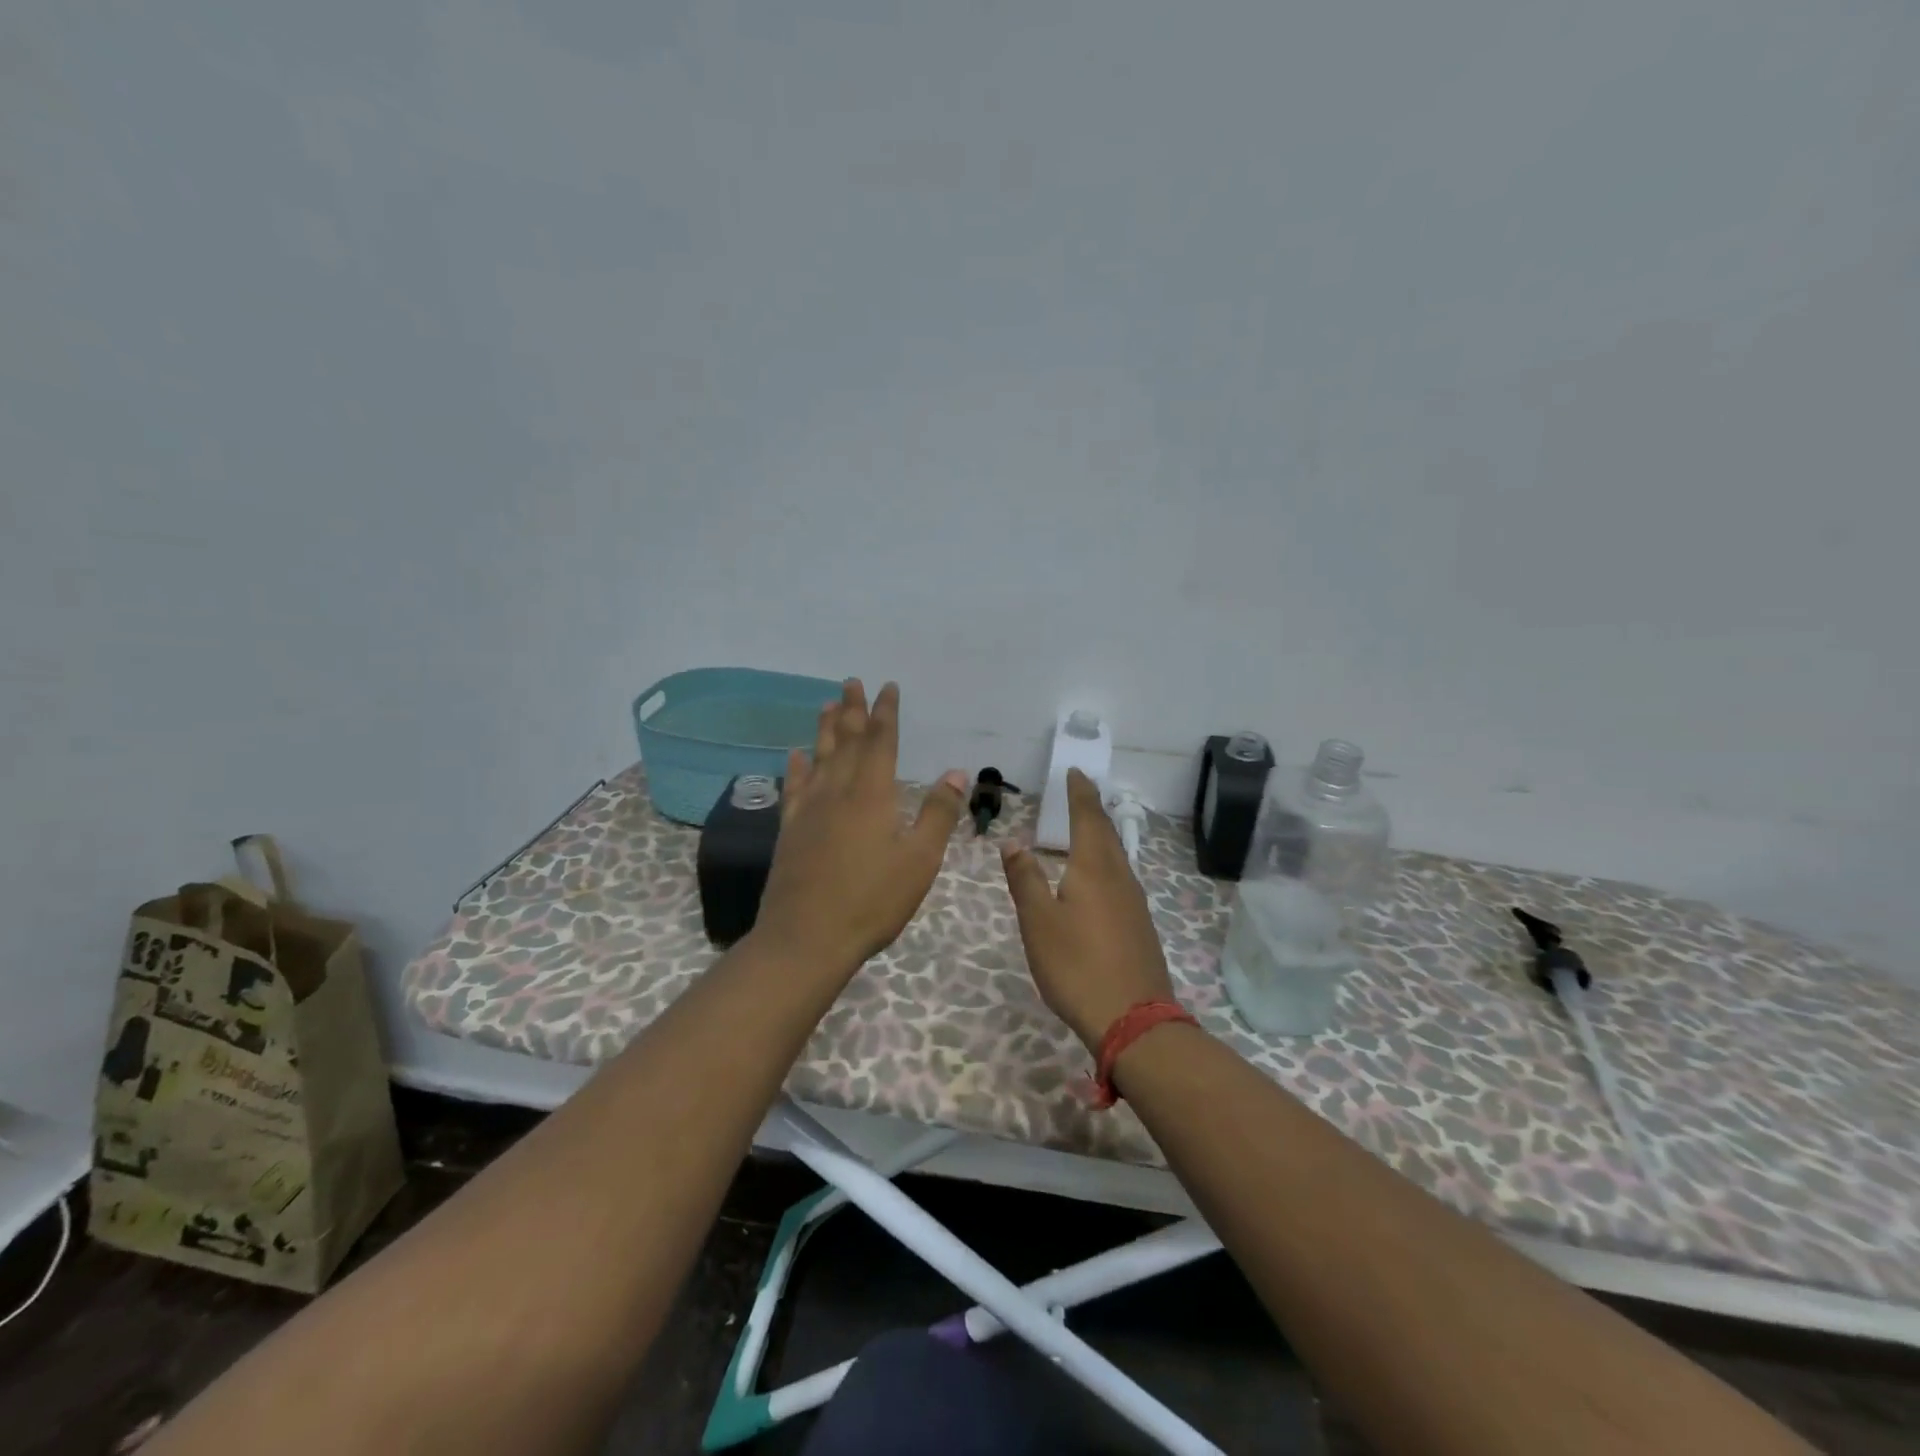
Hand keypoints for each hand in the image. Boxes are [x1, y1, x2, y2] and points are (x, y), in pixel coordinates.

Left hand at [753, 679, 966, 974]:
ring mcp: (809, 809)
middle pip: (847, 741)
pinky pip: (793, 788)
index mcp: (872, 794)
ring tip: (827, 704)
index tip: (887, 687)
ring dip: (825, 729)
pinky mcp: (790, 830)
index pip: (881, 741)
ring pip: (819, 757)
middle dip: (853, 710)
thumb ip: (938, 813)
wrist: (807, 937)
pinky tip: (795, 756)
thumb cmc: (872, 900)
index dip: (886, 712)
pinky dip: (796, 767)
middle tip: (852, 682)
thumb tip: (957, 771)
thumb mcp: (919, 859)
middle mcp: (837, 791)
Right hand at [1000, 768, 1175, 1051]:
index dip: (1080, 793)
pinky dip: (1107, 863)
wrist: (1133, 1020)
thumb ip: (1025, 879)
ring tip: (1087, 829)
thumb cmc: (1077, 966)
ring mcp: (1135, 903)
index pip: (1087, 818)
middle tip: (1080, 792)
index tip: (1076, 772)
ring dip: (1101, 836)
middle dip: (1092, 810)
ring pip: (1117, 857)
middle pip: (1107, 834)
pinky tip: (1099, 879)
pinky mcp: (1140, 926)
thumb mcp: (1038, 922)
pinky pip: (1121, 879)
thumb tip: (1013, 842)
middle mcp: (1120, 878)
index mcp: (1094, 869)